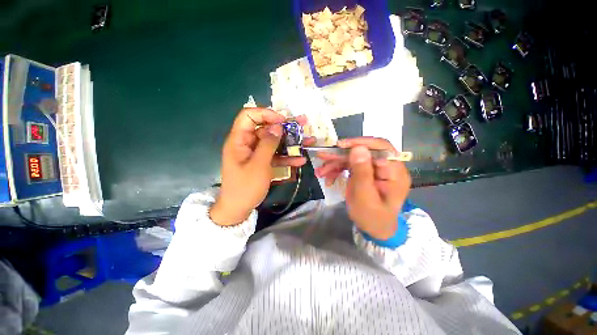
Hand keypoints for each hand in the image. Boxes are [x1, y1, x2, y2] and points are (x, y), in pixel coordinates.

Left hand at [210, 108, 312, 225]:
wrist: (239, 209)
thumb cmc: (245, 187)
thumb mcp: (258, 165)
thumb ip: (268, 144)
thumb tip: (278, 126)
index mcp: (239, 140)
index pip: (249, 116)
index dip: (265, 114)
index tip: (282, 120)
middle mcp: (247, 143)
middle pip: (266, 128)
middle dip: (285, 127)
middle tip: (302, 124)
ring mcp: (256, 154)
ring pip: (274, 143)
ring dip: (290, 142)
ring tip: (308, 140)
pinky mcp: (263, 163)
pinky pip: (275, 156)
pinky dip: (287, 158)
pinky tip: (300, 161)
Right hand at [315, 137, 410, 239]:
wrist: (373, 229)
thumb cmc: (372, 218)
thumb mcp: (365, 198)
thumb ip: (362, 173)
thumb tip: (358, 148)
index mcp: (395, 172)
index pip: (381, 148)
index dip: (361, 143)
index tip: (341, 146)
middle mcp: (385, 167)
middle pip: (363, 151)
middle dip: (341, 155)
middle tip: (323, 156)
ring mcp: (373, 169)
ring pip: (353, 157)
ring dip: (335, 163)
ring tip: (321, 171)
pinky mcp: (364, 172)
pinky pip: (349, 165)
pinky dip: (336, 170)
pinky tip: (327, 177)